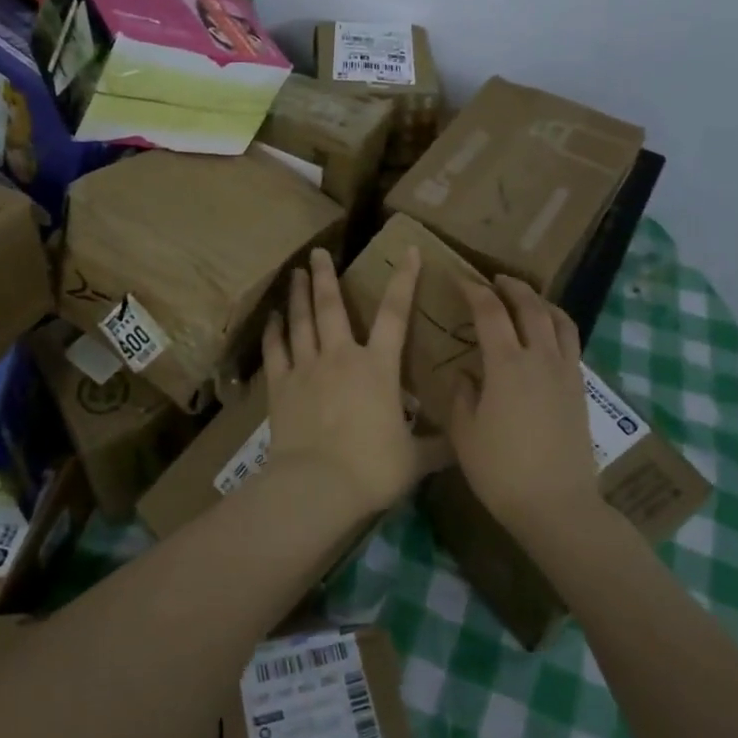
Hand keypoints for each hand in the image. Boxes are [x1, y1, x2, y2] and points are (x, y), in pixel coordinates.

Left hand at [263, 247, 438, 513]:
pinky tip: (272, 318)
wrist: (317, 486)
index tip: (408, 252)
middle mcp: (341, 357)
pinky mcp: (281, 387)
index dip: (404, 280)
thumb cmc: (372, 468)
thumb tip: (465, 444)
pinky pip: (275, 351)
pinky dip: (273, 333)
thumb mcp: (415, 459)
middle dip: (326, 276)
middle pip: (332, 307)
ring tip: (296, 273)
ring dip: (299, 295)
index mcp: (378, 368)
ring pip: (301, 322)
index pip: (396, 314)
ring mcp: (306, 369)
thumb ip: (438, 446)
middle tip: (318, 252)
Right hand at [448, 277, 600, 530]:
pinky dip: (557, 325)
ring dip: (540, 301)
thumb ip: (462, 395)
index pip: (490, 312)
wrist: (557, 505)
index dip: (473, 290)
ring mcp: (566, 372)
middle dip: (511, 287)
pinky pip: (571, 342)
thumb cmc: (501, 471)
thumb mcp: (464, 433)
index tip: (458, 278)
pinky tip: (545, 336)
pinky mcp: (580, 389)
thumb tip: (467, 374)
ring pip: (559, 320)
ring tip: (525, 299)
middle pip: (530, 306)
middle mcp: (541, 358)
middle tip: (493, 280)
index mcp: (507, 364)